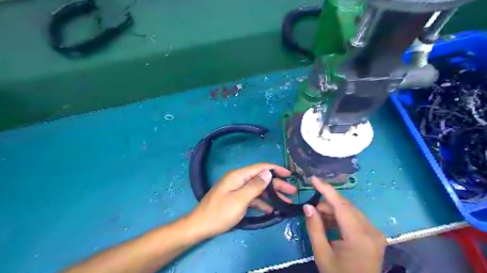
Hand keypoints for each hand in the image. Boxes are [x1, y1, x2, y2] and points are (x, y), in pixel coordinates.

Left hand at [188, 164, 296, 237]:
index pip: (261, 167)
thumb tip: (268, 173)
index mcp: (239, 176)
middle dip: (277, 184)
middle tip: (292, 192)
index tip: (289, 174)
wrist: (200, 226)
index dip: (276, 169)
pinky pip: (252, 198)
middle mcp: (239, 179)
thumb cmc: (219, 213)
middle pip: (261, 179)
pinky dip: (262, 203)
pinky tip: (271, 210)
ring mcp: (237, 189)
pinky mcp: (236, 198)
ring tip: (286, 202)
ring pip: (258, 189)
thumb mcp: (239, 200)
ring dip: (272, 195)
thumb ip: (255, 186)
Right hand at [303, 178, 385, 271]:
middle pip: (346, 206)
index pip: (341, 205)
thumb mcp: (322, 254)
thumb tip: (308, 206)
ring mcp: (375, 233)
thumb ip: (314, 228)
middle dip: (327, 203)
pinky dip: (341, 218)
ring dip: (333, 211)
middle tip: (312, 210)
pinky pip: (355, 218)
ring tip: (320, 219)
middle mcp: (372, 231)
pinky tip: (331, 224)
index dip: (326, 189)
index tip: (313, 179)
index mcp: (359, 237)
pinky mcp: (374, 235)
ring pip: (350, 211)